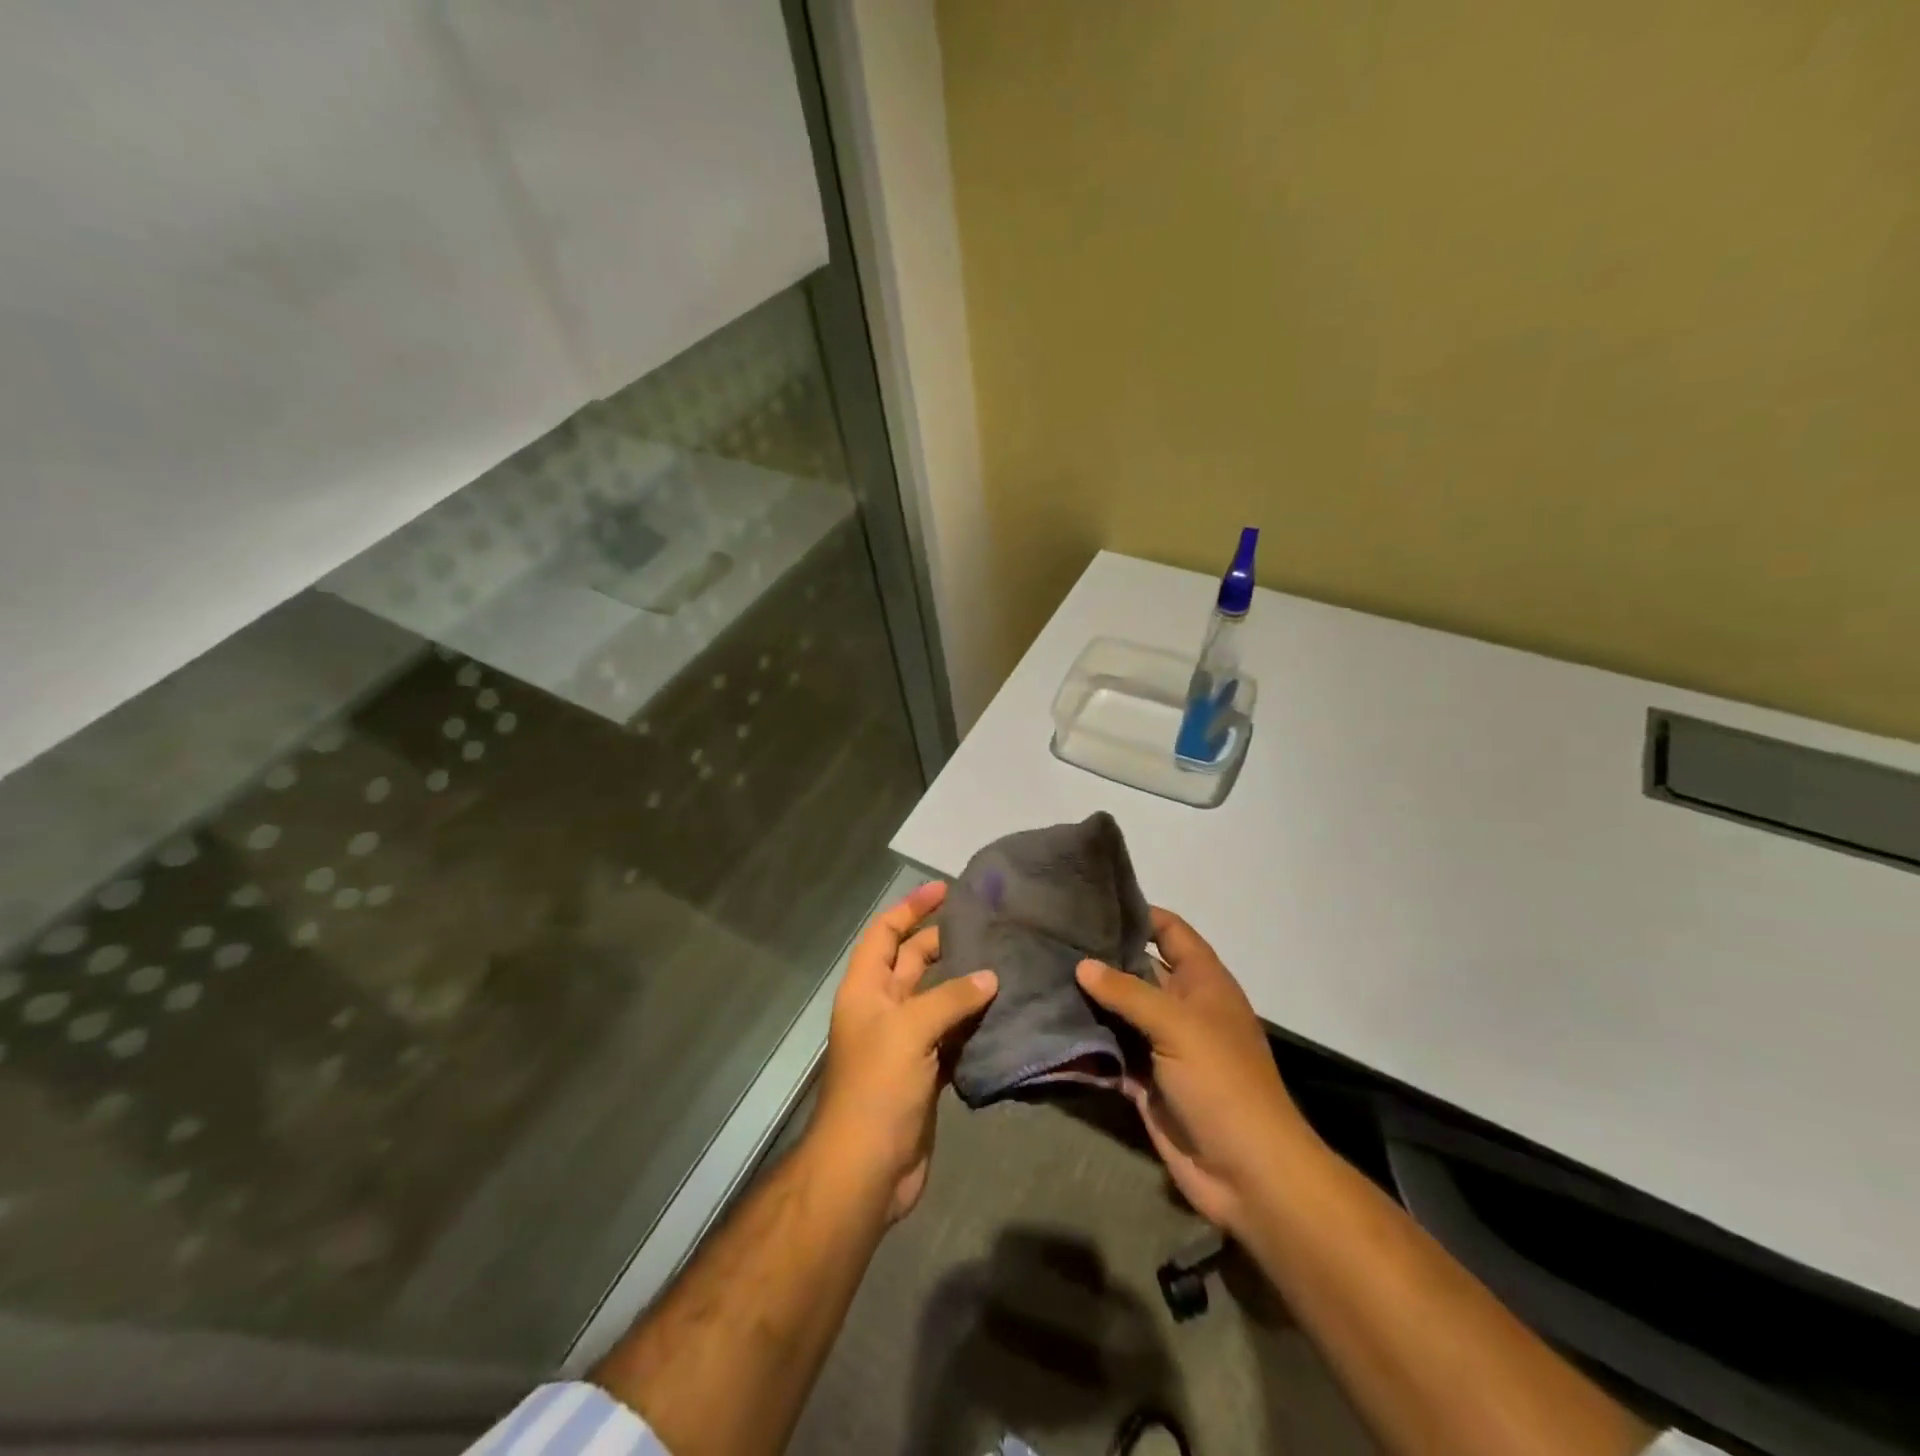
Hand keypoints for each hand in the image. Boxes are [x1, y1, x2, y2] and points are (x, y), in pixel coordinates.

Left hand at [810, 881, 997, 1222]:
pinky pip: (952, 1036)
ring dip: (965, 984)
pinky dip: (973, 1024)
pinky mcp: (925, 1072)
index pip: (885, 933)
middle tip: (988, 928)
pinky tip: (1004, 1013)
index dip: (911, 908)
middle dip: (944, 942)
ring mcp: (904, 1042)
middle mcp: (882, 1009)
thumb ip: (951, 998)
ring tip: (1006, 963)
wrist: (866, 1169)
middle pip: (913, 962)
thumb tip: (990, 977)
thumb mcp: (910, 1030)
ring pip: (938, 999)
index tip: (946, 890)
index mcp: (866, 989)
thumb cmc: (878, 1087)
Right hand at [1076, 908, 1314, 1234]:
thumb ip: (1127, 992)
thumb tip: (1082, 964)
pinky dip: (1087, 1042)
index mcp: (1203, 982)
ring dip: (1089, 1000)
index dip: (1139, 913)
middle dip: (1101, 956)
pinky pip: (1110, 1051)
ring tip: (1040, 973)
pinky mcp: (1144, 1080)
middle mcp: (1181, 1007)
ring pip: (1120, 1012)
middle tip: (1051, 937)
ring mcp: (1162, 1045)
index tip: (1092, 901)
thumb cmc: (1221, 1081)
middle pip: (1138, 970)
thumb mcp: (1177, 1025)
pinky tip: (1049, 1023)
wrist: (1246, 1171)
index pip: (1170, 932)